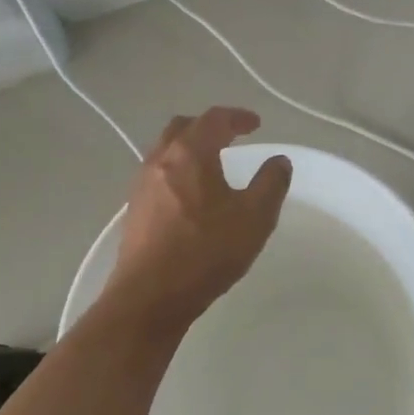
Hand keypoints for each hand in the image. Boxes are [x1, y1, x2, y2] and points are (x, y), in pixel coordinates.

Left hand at [105, 107, 292, 328]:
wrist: (149, 297)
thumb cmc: (205, 252)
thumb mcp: (254, 218)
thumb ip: (271, 184)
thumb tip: (279, 161)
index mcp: (190, 153)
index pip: (215, 119)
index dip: (238, 117)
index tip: (256, 124)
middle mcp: (161, 159)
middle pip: (183, 127)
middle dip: (208, 126)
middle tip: (230, 136)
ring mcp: (142, 184)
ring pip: (166, 150)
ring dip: (189, 147)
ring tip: (211, 163)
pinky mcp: (134, 208)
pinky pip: (157, 173)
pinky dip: (177, 169)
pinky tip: (189, 194)